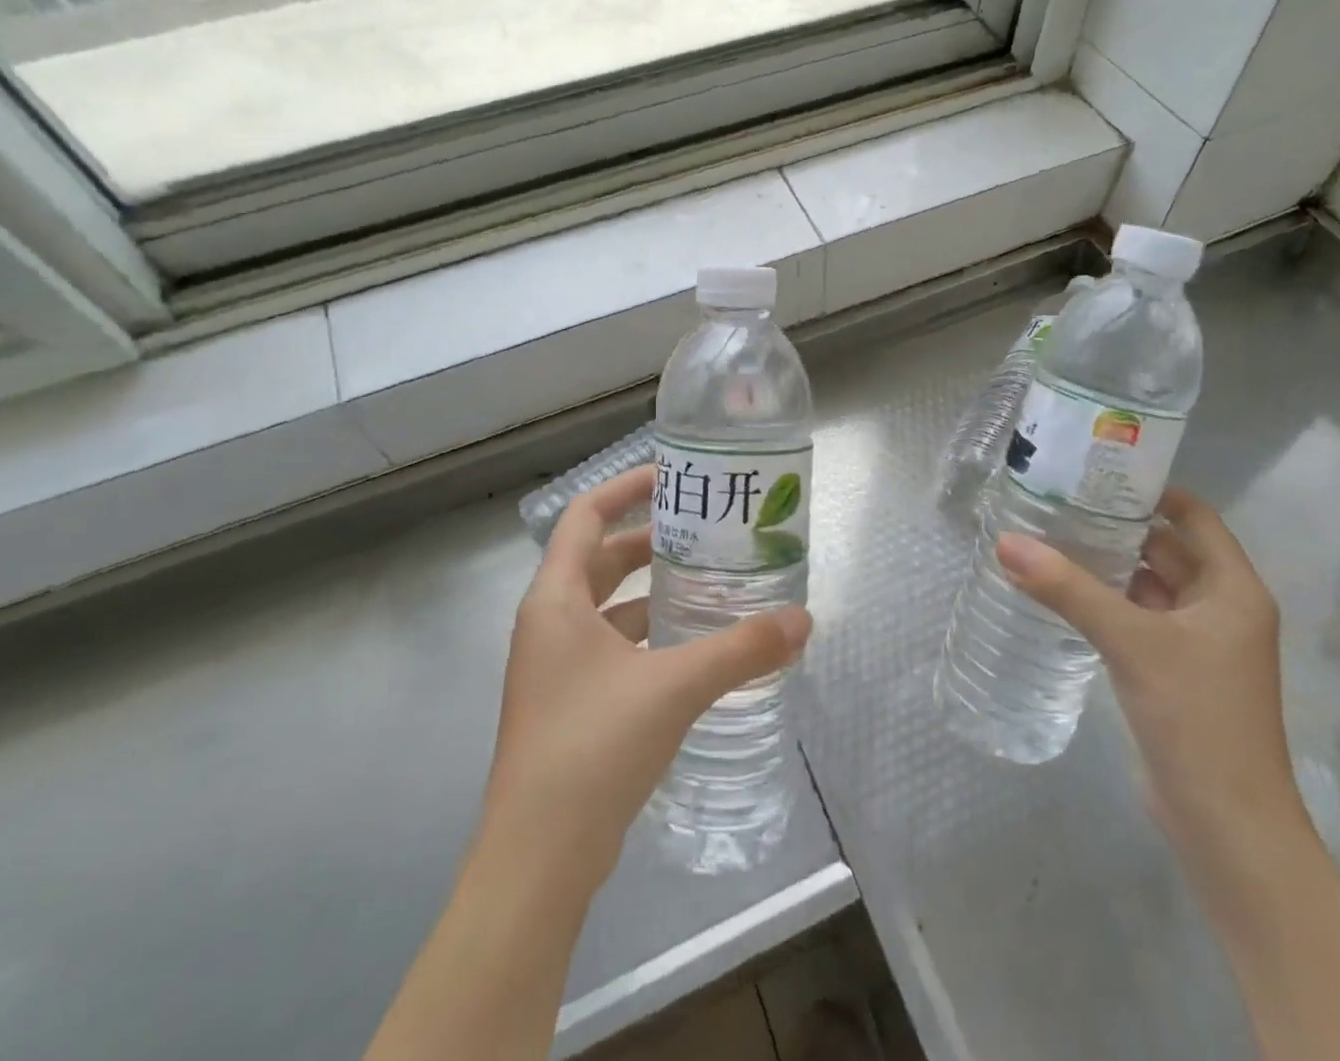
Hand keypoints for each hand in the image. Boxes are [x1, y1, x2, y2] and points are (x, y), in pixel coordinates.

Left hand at [479, 465, 811, 890]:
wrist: (537, 861)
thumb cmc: (593, 747)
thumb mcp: (674, 687)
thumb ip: (740, 649)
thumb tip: (802, 620)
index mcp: (555, 600)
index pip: (585, 517)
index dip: (625, 489)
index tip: (672, 478)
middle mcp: (548, 624)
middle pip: (600, 559)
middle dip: (649, 541)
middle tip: (704, 534)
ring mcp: (554, 668)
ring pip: (606, 607)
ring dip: (650, 592)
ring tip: (706, 584)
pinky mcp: (568, 705)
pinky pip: (610, 647)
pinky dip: (646, 635)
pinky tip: (689, 650)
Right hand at [997, 489, 1301, 858]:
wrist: (1227, 827)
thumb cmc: (1196, 718)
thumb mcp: (1130, 642)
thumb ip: (1067, 589)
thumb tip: (1006, 542)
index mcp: (1232, 589)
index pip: (1193, 517)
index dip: (1151, 490)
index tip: (1097, 471)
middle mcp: (1220, 609)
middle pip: (1166, 549)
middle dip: (1117, 526)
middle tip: (1058, 501)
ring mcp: (1197, 644)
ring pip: (1148, 586)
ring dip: (1107, 566)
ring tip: (1050, 537)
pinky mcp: (1174, 672)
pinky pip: (1137, 619)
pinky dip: (1106, 602)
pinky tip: (1062, 592)